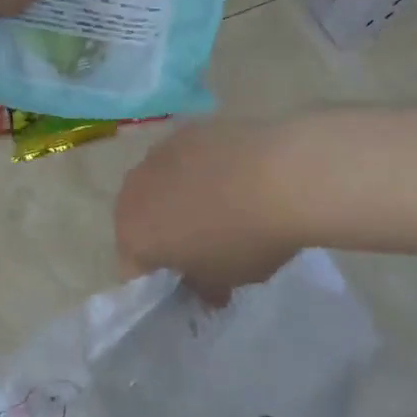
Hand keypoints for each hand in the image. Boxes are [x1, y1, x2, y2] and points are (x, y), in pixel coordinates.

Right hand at [115, 119, 303, 300]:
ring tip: (223, 207)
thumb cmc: (245, 239)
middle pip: (141, 221)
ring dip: (180, 198)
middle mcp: (134, 188)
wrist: (284, 175)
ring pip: (161, 185)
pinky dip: (201, 169)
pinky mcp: (189, 128)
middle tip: (204, 247)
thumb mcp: (225, 280)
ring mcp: (160, 152)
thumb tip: (205, 288)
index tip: (192, 285)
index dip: (161, 283)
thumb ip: (203, 287)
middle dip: (164, 235)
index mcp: (132, 233)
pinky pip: (186, 158)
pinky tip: (234, 176)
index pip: (134, 271)